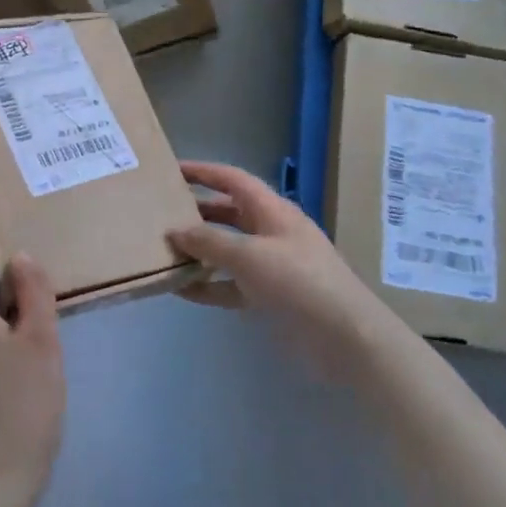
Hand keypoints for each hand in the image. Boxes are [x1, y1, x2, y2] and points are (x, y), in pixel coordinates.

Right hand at [169, 162, 393, 358]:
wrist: (344, 335)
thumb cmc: (298, 281)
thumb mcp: (248, 255)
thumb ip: (209, 241)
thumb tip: (175, 231)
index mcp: (271, 210)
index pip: (233, 180)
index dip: (204, 172)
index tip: (172, 170)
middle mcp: (271, 232)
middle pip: (228, 213)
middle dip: (197, 213)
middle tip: (161, 215)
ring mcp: (272, 265)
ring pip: (227, 250)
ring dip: (199, 252)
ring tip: (164, 253)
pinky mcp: (270, 297)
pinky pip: (231, 285)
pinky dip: (208, 286)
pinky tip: (181, 291)